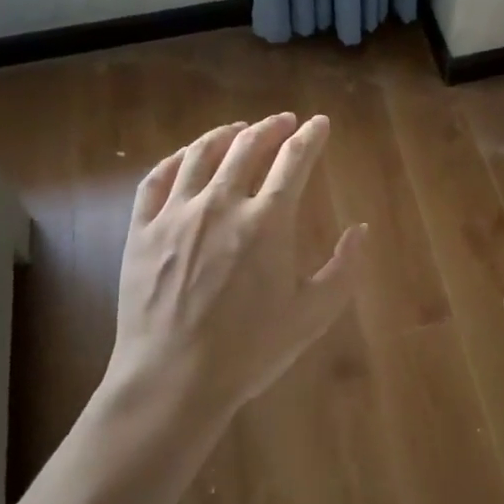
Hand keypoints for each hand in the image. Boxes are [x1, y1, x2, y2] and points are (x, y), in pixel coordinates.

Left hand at [105, 113, 365, 427]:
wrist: (172, 381)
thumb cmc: (249, 351)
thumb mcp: (312, 315)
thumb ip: (343, 269)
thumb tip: (361, 230)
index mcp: (267, 220)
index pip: (294, 159)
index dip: (311, 136)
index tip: (319, 123)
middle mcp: (222, 204)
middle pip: (248, 145)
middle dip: (271, 126)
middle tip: (283, 121)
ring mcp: (176, 214)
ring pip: (201, 154)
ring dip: (225, 134)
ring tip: (238, 128)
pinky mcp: (142, 230)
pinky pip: (156, 179)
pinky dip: (175, 159)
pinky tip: (185, 157)